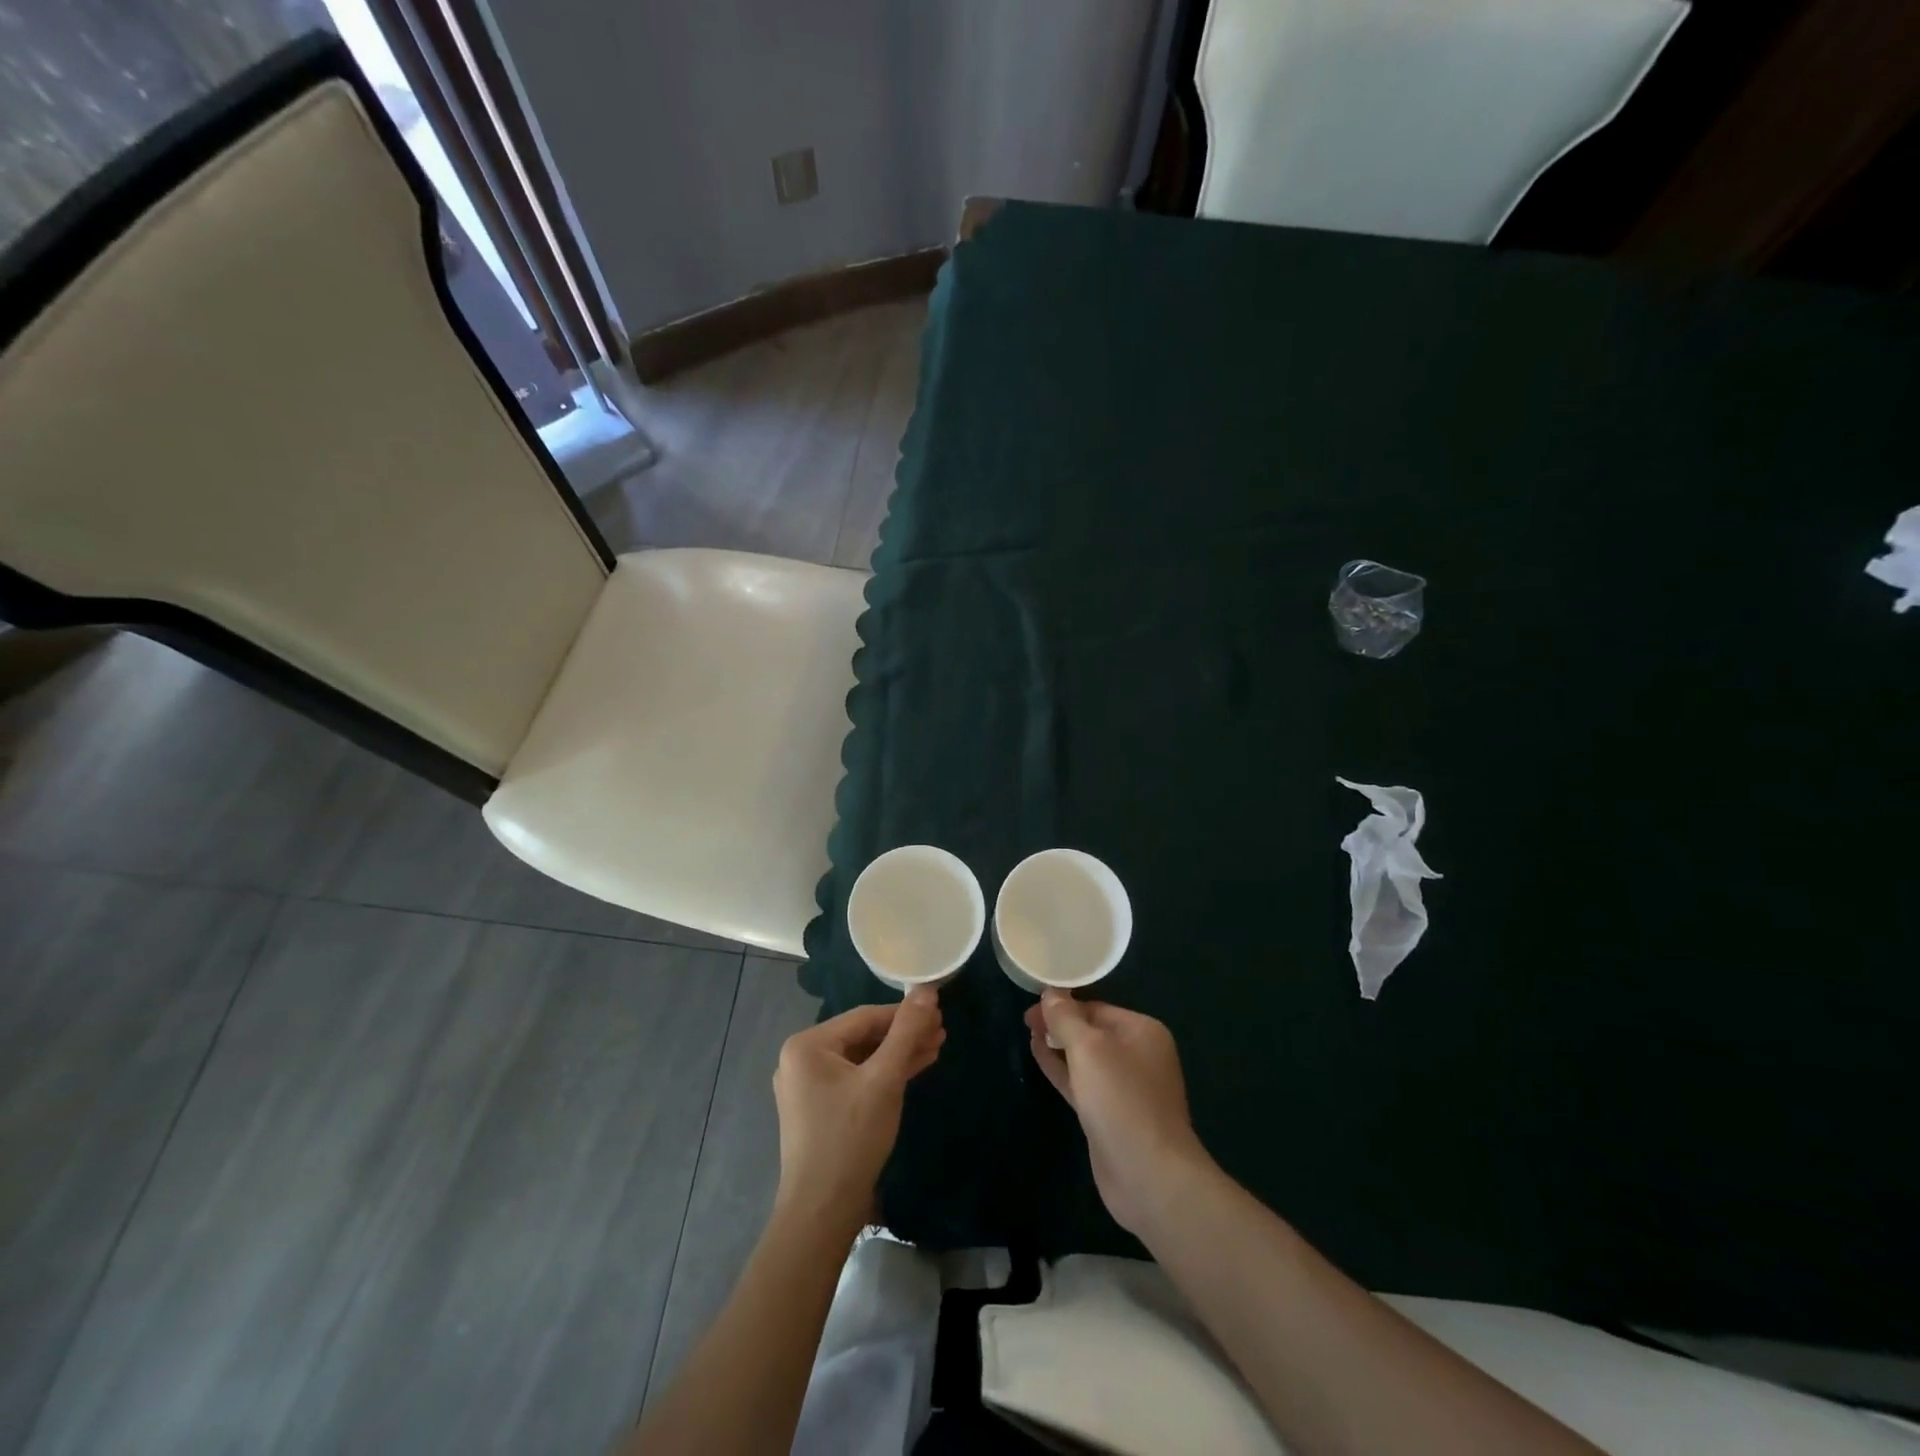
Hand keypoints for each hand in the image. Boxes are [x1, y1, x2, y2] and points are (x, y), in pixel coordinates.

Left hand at [772, 988, 944, 1233]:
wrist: (822, 1212)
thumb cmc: (851, 1137)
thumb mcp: (885, 1079)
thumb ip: (906, 1032)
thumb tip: (927, 989)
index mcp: (807, 1044)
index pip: (865, 1017)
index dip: (904, 1014)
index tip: (939, 1013)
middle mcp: (800, 1059)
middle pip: (862, 1037)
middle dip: (903, 1036)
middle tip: (941, 1032)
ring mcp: (807, 1087)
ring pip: (861, 1059)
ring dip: (897, 1055)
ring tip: (935, 1048)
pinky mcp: (818, 1109)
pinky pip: (855, 1080)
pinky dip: (882, 1076)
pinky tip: (912, 1071)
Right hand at [1026, 991, 1211, 1235]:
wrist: (1148, 1176)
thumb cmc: (1121, 1099)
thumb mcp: (1088, 1049)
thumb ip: (1066, 1018)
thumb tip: (1051, 992)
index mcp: (1142, 1031)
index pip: (1096, 1007)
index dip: (1063, 1004)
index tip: (1032, 1005)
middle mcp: (1137, 1055)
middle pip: (1091, 1031)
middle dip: (1059, 1024)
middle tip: (1025, 1020)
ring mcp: (1124, 1088)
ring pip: (1084, 1058)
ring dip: (1057, 1045)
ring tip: (1028, 1033)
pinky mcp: (1109, 1114)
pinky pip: (1081, 1082)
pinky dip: (1060, 1069)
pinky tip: (1038, 1056)